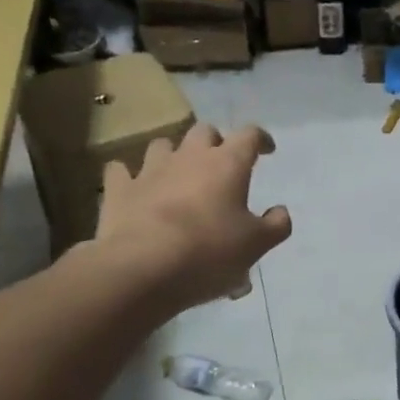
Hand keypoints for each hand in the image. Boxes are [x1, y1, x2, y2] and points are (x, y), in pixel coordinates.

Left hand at [89, 122, 291, 311]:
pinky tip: (135, 188)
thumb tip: (281, 212)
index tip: (266, 150)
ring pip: (163, 145)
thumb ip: (275, 225)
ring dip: (174, 155)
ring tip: (179, 175)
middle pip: (204, 132)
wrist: (144, 268)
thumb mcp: (256, 245)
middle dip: (216, 143)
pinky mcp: (119, 189)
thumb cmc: (210, 253)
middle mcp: (189, 157)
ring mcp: (150, 170)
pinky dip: (130, 176)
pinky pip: (121, 171)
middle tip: (222, 164)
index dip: (261, 140)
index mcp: (227, 165)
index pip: (249, 136)